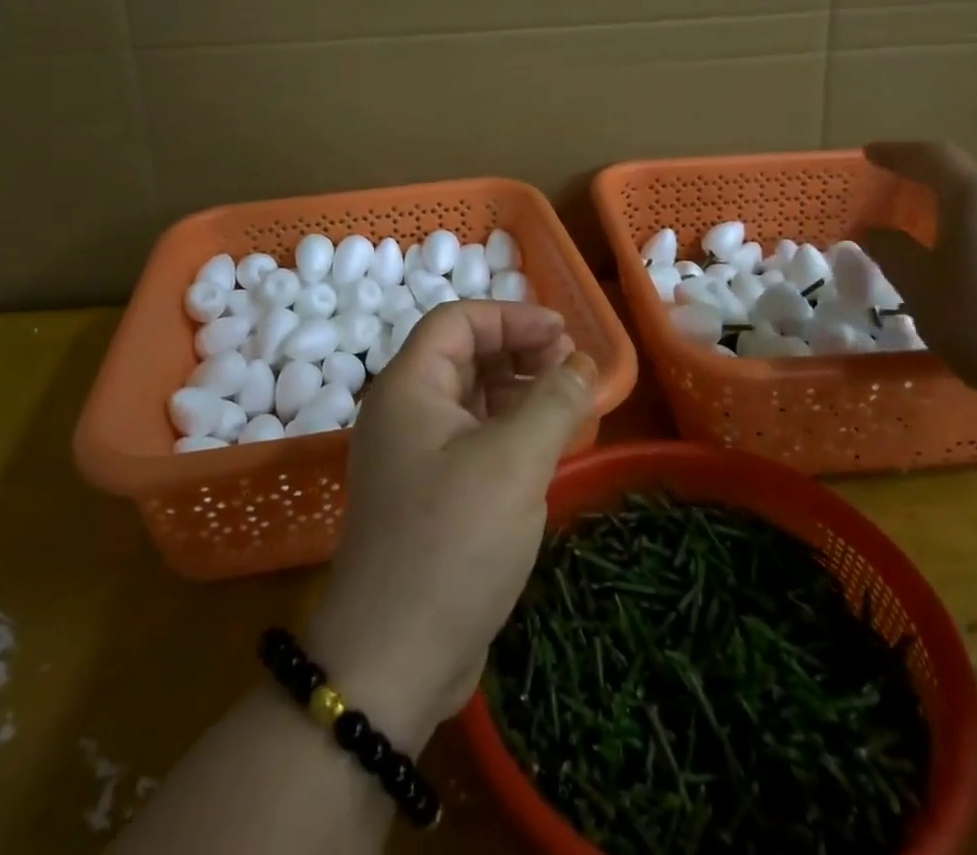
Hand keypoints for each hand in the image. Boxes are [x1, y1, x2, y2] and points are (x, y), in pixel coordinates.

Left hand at [305, 301, 596, 748]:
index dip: (511, 317)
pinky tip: (543, 446)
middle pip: (463, 355)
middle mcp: (403, 412)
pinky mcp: (427, 495)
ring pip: (469, 399)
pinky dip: (507, 430)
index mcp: (408, 387)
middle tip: (570, 366)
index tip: (562, 333)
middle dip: (518, 351)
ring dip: (517, 390)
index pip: (458, 322)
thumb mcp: (514, 462)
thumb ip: (553, 402)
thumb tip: (581, 365)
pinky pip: (471, 439)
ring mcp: (412, 456)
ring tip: (566, 401)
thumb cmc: (453, 542)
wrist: (394, 660)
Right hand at [861, 141, 976, 398]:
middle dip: (932, 164)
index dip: (898, 152)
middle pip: (971, 163)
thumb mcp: (920, 288)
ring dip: (974, 179)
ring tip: (952, 198)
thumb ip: (892, 251)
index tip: (870, 154)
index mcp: (975, 196)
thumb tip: (872, 231)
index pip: (932, 156)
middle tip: (902, 178)